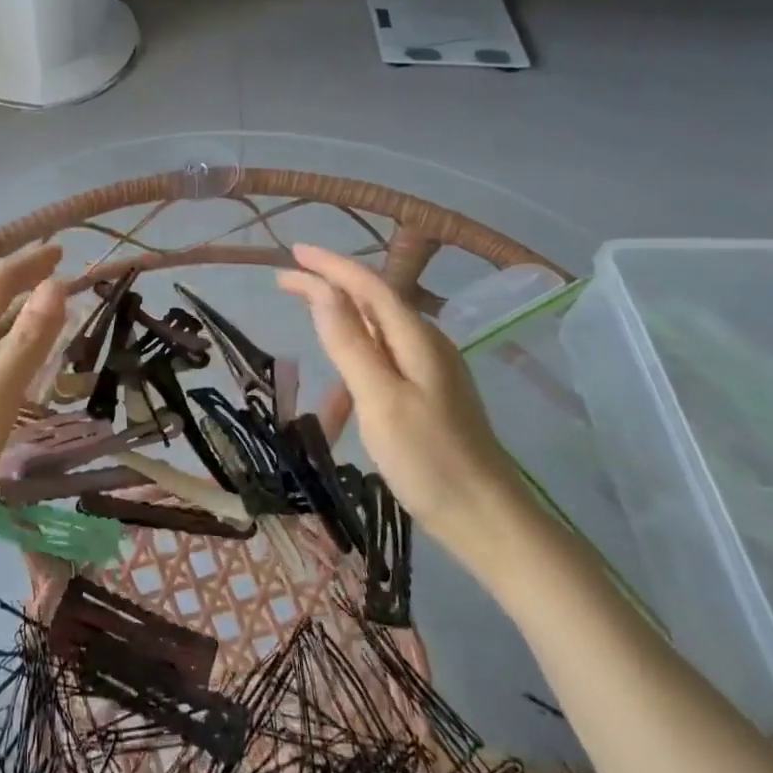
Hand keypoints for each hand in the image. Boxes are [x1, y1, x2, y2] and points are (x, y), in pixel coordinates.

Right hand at [277, 243, 534, 574]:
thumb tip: (322, 290)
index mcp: (417, 340)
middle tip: (286, 282)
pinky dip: (354, 362)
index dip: (330, 266)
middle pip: (373, 302)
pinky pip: (383, 362)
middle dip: (330, 287)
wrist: (486, 519)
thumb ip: (350, 342)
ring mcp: (431, 372)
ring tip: (306, 325)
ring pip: (377, 333)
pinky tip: (340, 390)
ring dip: (340, 324)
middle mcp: (427, 346)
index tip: (292, 253)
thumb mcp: (380, 399)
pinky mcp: (429, 396)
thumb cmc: (428, 460)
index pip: (368, 286)